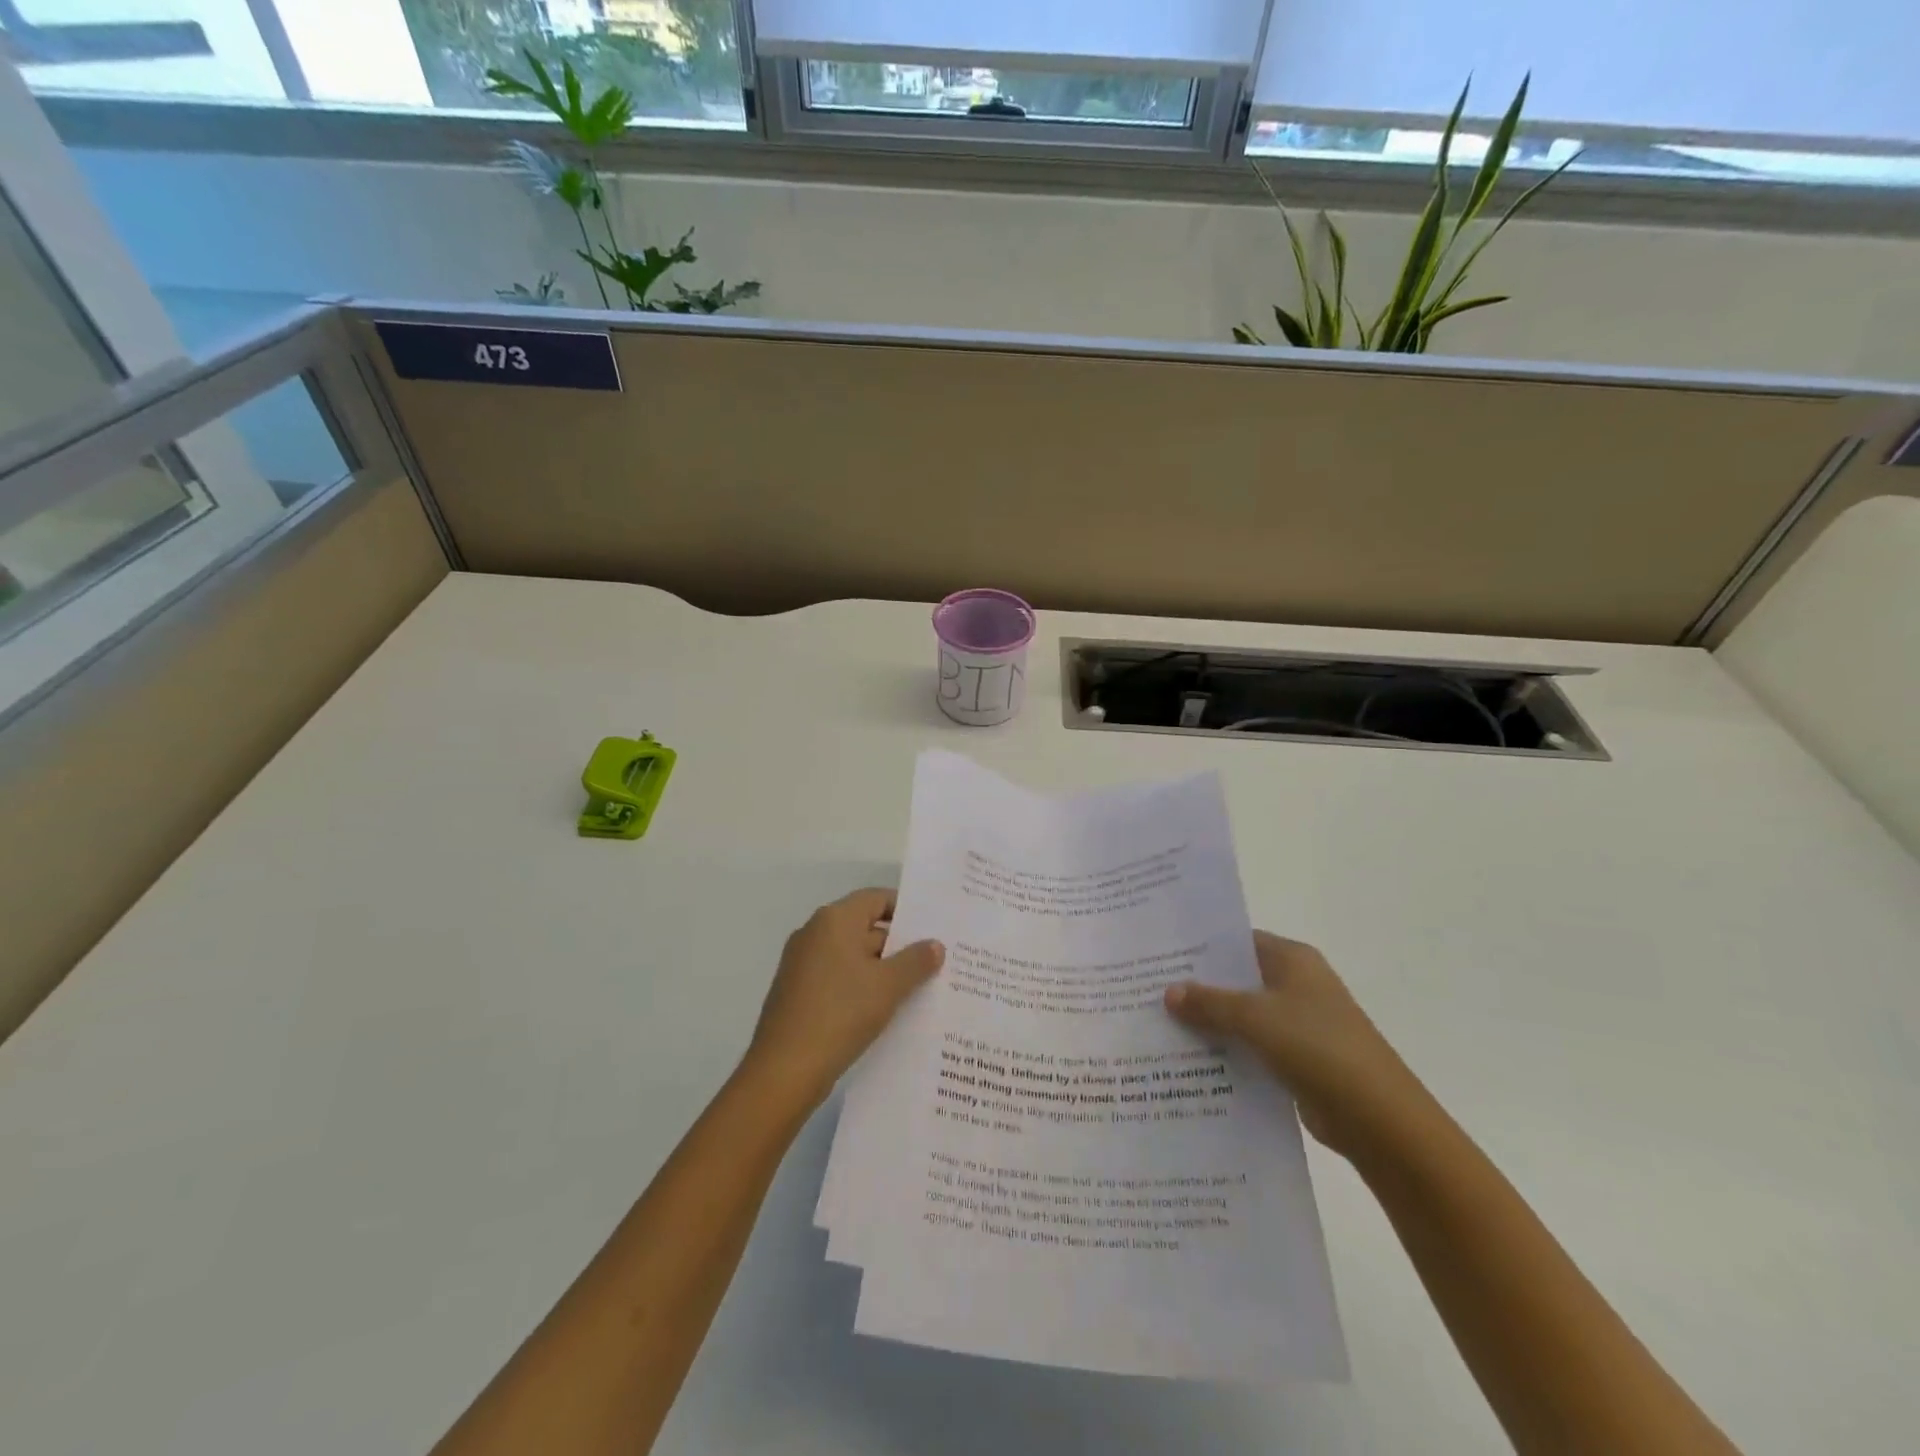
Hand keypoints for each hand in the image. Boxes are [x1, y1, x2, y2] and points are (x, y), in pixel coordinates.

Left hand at [741, 889, 944, 1114]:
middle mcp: (814, 933)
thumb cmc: (840, 1014)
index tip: (933, 928)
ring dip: (882, 969)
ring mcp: (802, 964)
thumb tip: (935, 944)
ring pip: (852, 956)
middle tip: (934, 962)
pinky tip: (884, 1009)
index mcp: (834, 920)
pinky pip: (838, 978)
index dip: (906, 910)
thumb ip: (916, 961)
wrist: (784, 1070)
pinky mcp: (797, 992)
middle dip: (899, 945)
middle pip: (865, 926)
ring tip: (917, 988)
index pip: (876, 899)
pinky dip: (861, 986)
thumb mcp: (888, 986)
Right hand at [1164, 932, 1430, 1159]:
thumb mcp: (1255, 1017)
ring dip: (1209, 1022)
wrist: (1379, 1119)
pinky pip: (1252, 1047)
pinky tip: (1189, 1060)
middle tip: (1148, 988)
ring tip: (1158, 1024)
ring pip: (1242, 1015)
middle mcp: (1296, 984)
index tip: (1159, 953)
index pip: (1237, 940)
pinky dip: (1226, 1051)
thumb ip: (1209, 1002)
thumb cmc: (1318, 1047)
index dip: (1199, 946)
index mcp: (1292, 959)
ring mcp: (1298, 1023)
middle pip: (1237, 978)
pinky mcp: (1297, 1059)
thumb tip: (1168, 992)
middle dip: (1197, 986)